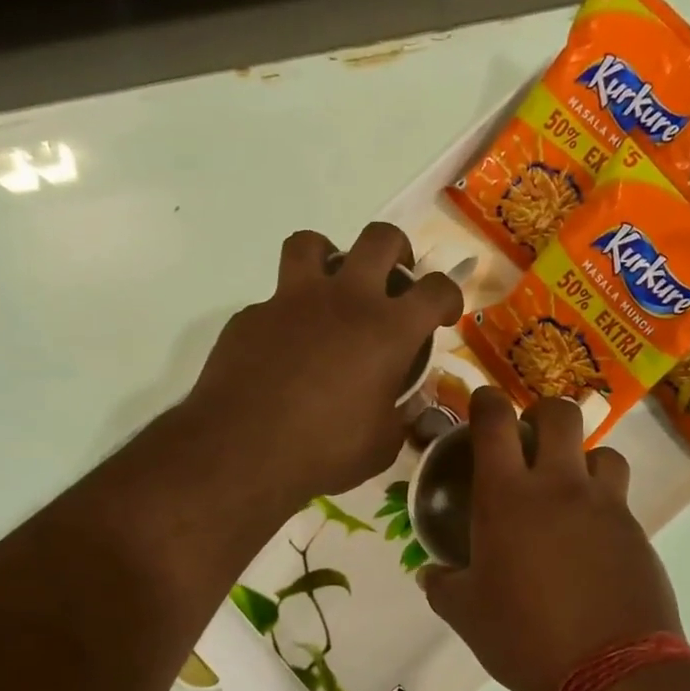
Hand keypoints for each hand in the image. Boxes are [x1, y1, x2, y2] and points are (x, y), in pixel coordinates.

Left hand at [188, 223, 461, 505]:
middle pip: (380, 238)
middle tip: (394, 280)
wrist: (242, 451)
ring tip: (332, 288)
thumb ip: (400, 414)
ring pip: (313, 243)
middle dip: (397, 251)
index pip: (436, 289)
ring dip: (330, 257)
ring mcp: (292, 301)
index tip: (442, 315)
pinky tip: (286, 349)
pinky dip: (288, 314)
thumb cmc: (324, 451)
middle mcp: (344, 300)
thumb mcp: (382, 445)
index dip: (448, 296)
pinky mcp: (252, 315)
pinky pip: (275, 298)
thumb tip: (405, 403)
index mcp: (388, 331)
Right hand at [421, 388, 681, 690]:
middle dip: (544, 413)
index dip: (487, 401)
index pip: (495, 422)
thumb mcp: (466, 614)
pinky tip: (592, 543)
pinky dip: (604, 507)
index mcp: (508, 497)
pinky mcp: (637, 533)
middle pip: (561, 414)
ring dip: (585, 459)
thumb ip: (443, 585)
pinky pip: (620, 501)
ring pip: (604, 452)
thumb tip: (432, 574)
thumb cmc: (523, 637)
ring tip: (571, 490)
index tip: (483, 402)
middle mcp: (560, 487)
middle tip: (531, 439)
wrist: (609, 671)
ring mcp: (606, 507)